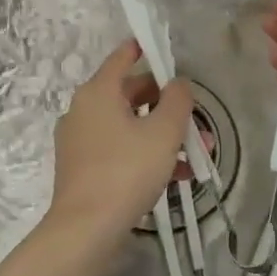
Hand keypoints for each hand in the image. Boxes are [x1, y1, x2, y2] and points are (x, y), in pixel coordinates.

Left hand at [43, 40, 192, 245]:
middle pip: (129, 94)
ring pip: (128, 126)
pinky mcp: (82, 167)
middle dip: (166, 105)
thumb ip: (177, 101)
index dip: (143, 50)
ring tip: (196, 152)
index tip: (159, 46)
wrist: (86, 229)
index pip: (122, 58)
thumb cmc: (126, 171)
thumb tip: (178, 84)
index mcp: (98, 92)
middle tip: (195, 118)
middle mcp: (83, 110)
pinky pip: (119, 149)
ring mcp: (80, 140)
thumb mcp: (163, 132)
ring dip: (161, 134)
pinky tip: (177, 175)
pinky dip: (145, 154)